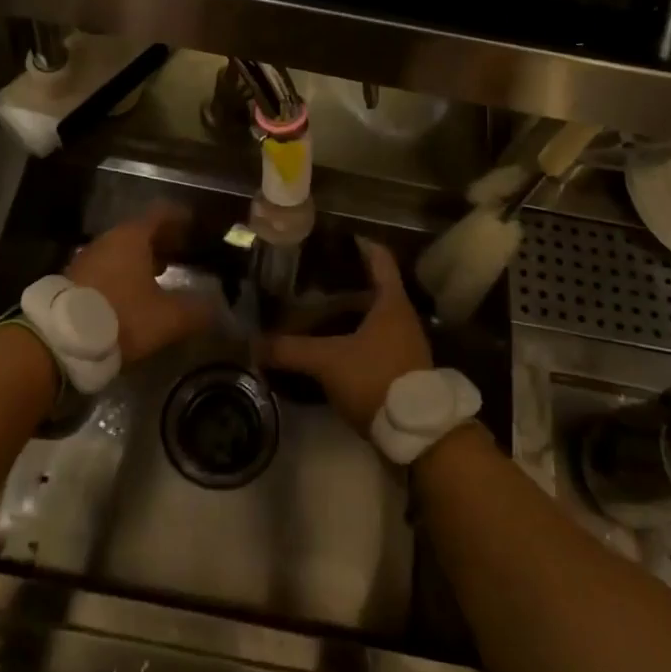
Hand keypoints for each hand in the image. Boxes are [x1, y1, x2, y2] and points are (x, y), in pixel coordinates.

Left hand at [66, 202, 211, 364]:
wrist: (59, 340)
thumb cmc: (121, 317)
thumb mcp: (167, 318)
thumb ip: (196, 310)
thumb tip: (217, 307)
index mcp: (132, 237)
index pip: (161, 213)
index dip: (180, 216)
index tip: (195, 223)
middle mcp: (108, 241)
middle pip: (140, 231)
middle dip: (163, 240)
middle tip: (183, 251)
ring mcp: (87, 259)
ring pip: (121, 251)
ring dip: (142, 259)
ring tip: (162, 274)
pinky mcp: (74, 281)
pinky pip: (107, 268)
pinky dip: (124, 274)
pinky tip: (134, 295)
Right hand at [263, 237, 431, 432]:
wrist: (418, 433)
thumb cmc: (376, 379)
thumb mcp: (328, 362)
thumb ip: (290, 350)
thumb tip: (253, 344)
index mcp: (391, 302)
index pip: (378, 257)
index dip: (358, 244)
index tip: (333, 238)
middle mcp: (402, 316)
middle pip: (372, 287)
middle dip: (343, 282)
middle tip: (310, 277)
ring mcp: (404, 343)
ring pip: (372, 316)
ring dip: (347, 312)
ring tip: (313, 310)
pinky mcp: (401, 367)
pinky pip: (373, 340)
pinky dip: (352, 336)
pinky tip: (329, 344)